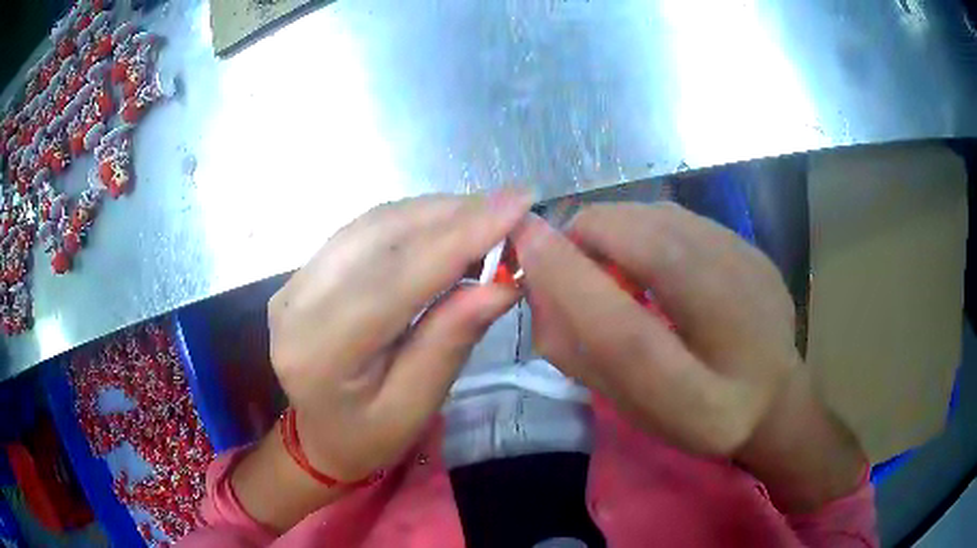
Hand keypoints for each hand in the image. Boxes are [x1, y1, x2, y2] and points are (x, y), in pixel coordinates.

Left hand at [268, 192, 529, 481]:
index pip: (395, 278)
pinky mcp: (305, 272)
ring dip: (435, 213)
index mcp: (319, 352)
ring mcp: (295, 283)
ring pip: (373, 225)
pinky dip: (412, 221)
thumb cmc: (370, 437)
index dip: (460, 237)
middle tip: (511, 205)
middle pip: (381, 239)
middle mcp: (297, 305)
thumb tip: (502, 282)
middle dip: (453, 215)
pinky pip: (364, 232)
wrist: (322, 436)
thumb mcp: (415, 407)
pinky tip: (446, 225)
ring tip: (487, 215)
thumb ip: (451, 341)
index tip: (518, 203)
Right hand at [513, 202, 799, 455]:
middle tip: (569, 258)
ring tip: (610, 259)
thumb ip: (580, 357)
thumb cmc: (697, 415)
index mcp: (704, 399)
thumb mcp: (632, 408)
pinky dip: (645, 225)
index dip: (568, 281)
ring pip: (663, 216)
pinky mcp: (753, 247)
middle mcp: (741, 328)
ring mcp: (754, 275)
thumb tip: (537, 292)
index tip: (523, 242)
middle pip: (653, 246)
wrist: (775, 396)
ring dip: (616, 226)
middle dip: (588, 234)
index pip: (626, 333)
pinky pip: (682, 217)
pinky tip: (651, 255)